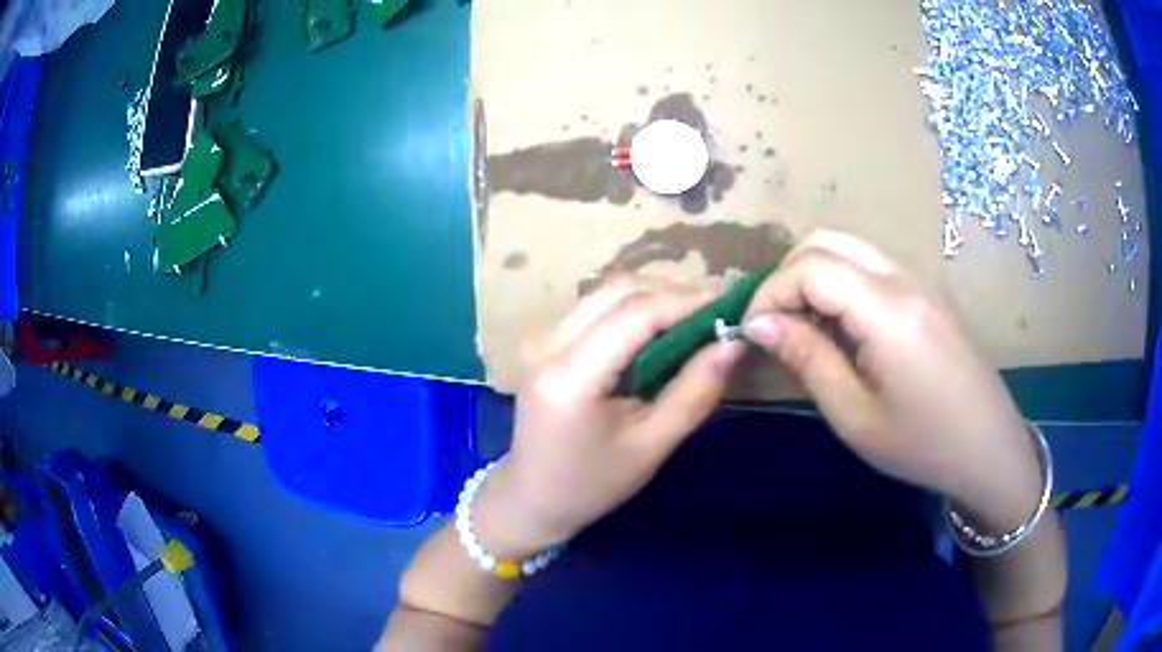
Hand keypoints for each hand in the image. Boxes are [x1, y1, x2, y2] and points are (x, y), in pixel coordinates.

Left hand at [475, 277, 744, 557]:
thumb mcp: (651, 447)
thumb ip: (694, 392)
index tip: (730, 304)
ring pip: (605, 292)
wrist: (532, 497)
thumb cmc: (593, 483)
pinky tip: (659, 328)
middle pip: (617, 290)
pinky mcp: (543, 341)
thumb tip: (733, 343)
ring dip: (652, 295)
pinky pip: (594, 307)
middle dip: (672, 291)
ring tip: (695, 316)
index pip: (634, 314)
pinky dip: (632, 307)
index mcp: (571, 377)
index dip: (685, 300)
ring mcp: (540, 338)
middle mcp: (548, 344)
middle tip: (716, 310)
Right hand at [743, 231, 1042, 529]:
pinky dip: (843, 283)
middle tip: (775, 325)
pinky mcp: (929, 294)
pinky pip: (874, 268)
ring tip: (805, 328)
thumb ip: (807, 359)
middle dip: (788, 274)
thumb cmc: (921, 444)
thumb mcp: (855, 415)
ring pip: (851, 249)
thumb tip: (759, 323)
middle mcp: (904, 278)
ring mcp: (921, 281)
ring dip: (816, 276)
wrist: (989, 449)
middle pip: (828, 241)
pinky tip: (843, 329)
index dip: (770, 292)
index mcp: (887, 308)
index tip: (752, 332)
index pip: (811, 267)